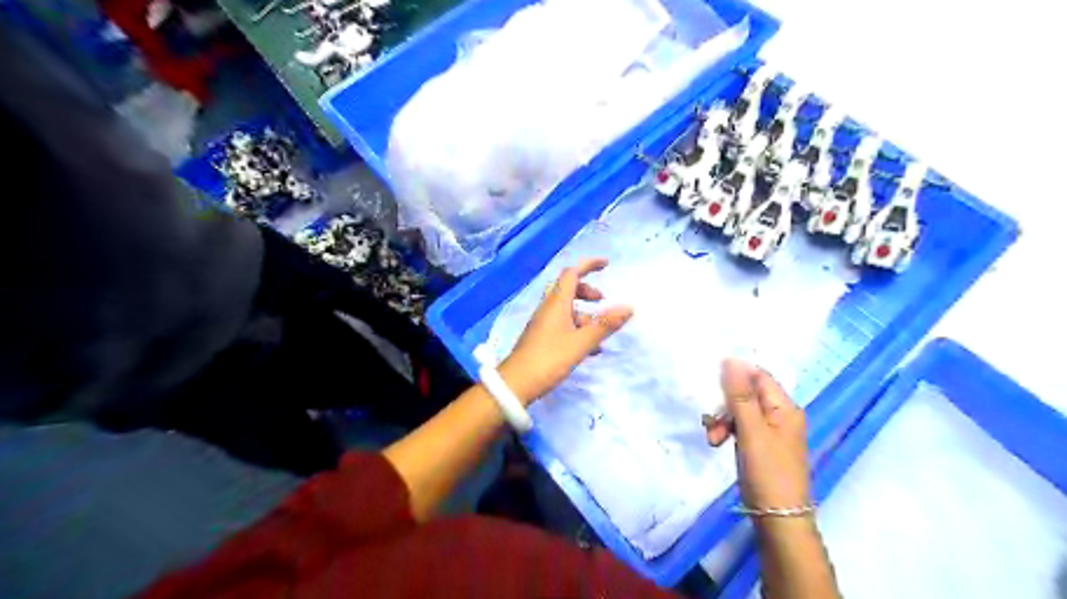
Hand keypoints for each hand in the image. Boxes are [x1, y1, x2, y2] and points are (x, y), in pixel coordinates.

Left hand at [500, 258, 630, 406]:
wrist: (516, 384)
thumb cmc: (549, 359)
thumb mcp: (581, 342)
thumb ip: (605, 325)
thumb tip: (628, 307)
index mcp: (556, 303)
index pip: (572, 273)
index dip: (589, 265)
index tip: (607, 264)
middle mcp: (548, 308)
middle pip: (568, 288)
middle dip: (587, 290)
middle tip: (603, 301)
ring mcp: (543, 323)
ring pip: (566, 309)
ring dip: (585, 314)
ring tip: (600, 332)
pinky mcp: (541, 338)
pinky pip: (562, 324)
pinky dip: (577, 329)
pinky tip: (589, 349)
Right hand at [706, 359, 808, 515]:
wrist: (778, 519)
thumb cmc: (768, 472)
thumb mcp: (751, 431)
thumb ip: (740, 395)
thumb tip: (731, 359)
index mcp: (785, 407)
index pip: (758, 376)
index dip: (734, 375)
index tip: (709, 382)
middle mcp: (780, 414)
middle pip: (746, 393)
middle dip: (724, 403)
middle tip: (709, 419)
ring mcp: (770, 430)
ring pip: (739, 410)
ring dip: (722, 419)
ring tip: (712, 437)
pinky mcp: (760, 443)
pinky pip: (740, 426)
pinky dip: (726, 430)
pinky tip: (716, 442)